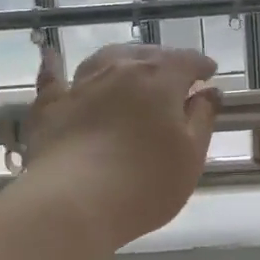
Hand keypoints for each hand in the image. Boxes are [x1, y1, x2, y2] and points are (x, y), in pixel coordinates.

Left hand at [17, 42, 221, 253]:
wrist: (73, 203)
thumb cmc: (144, 184)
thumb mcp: (190, 157)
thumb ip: (202, 119)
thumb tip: (209, 92)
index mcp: (159, 80)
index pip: (186, 61)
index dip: (200, 65)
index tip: (208, 74)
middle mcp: (119, 71)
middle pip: (147, 55)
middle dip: (164, 62)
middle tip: (174, 77)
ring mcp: (80, 86)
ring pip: (104, 59)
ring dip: (122, 59)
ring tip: (129, 66)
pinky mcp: (50, 107)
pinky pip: (53, 78)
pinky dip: (56, 66)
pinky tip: (51, 57)